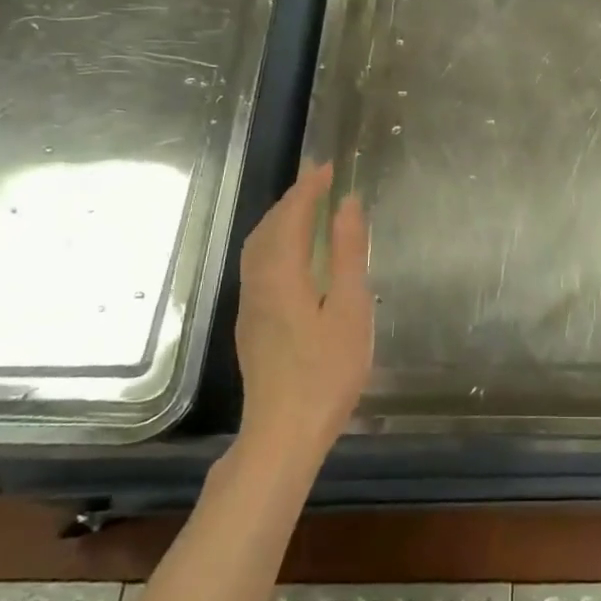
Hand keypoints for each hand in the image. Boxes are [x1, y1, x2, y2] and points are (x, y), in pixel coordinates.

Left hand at [233, 163, 372, 462]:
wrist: (283, 433)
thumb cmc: (327, 371)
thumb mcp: (349, 308)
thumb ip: (347, 253)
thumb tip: (347, 204)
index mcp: (282, 274)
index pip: (291, 216)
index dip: (309, 188)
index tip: (329, 167)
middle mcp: (258, 283)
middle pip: (268, 228)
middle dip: (292, 199)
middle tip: (320, 181)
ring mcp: (250, 306)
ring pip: (258, 247)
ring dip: (281, 219)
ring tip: (308, 208)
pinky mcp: (252, 324)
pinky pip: (258, 264)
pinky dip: (276, 242)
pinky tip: (294, 253)